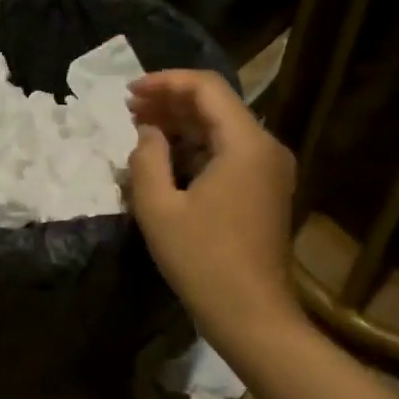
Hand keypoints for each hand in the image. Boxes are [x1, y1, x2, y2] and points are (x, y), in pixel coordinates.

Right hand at [126, 70, 298, 328]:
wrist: (251, 315)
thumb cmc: (202, 261)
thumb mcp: (158, 208)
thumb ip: (146, 159)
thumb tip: (148, 133)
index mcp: (246, 143)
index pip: (206, 88)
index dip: (165, 82)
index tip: (128, 93)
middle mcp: (266, 147)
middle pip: (217, 105)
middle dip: (170, 102)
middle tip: (128, 110)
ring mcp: (270, 170)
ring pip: (222, 129)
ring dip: (182, 125)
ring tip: (141, 129)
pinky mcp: (265, 190)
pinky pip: (229, 153)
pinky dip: (197, 147)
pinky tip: (167, 157)